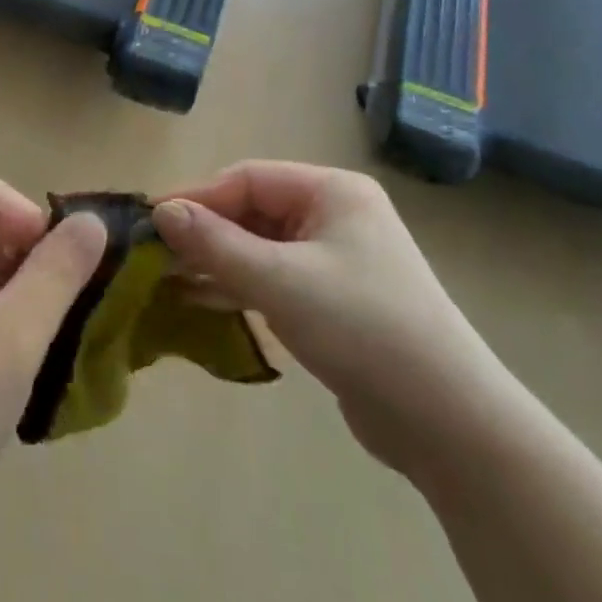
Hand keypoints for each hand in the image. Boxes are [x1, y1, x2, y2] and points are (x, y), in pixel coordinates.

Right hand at [153, 161, 512, 471]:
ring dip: (219, 261)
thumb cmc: (363, 328)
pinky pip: (276, 278)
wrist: (449, 423)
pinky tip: (202, 301)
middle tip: (157, 255)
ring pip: (262, 246)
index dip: (198, 197)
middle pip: (254, 210)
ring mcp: (338, 258)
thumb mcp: (280, 281)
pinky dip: (241, 285)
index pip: (248, 178)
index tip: (153, 221)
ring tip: (170, 279)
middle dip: (207, 231)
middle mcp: (336, 214)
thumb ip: (216, 244)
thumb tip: (161, 211)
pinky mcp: (336, 300)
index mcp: (332, 191)